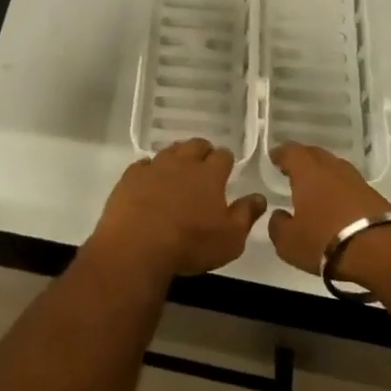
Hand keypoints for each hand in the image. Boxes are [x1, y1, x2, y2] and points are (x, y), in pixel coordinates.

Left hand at [87, 139, 266, 282]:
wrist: (138, 245)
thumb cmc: (190, 244)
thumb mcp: (230, 239)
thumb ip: (246, 215)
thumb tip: (259, 197)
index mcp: (209, 174)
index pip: (223, 155)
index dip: (226, 160)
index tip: (227, 168)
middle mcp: (183, 162)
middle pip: (196, 145)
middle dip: (203, 151)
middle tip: (204, 165)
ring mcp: (155, 166)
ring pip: (170, 150)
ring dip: (177, 157)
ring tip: (179, 170)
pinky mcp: (131, 176)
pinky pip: (144, 165)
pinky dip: (150, 170)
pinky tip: (150, 181)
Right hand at [267, 142, 390, 287]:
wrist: (382, 251)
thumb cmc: (326, 241)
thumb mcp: (289, 242)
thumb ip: (278, 226)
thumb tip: (279, 215)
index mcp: (307, 171)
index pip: (290, 152)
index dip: (280, 154)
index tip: (274, 157)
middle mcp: (332, 167)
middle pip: (314, 154)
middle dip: (302, 159)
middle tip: (293, 169)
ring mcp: (356, 180)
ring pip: (334, 168)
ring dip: (324, 174)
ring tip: (316, 187)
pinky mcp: (375, 195)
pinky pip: (350, 185)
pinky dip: (340, 190)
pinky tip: (338, 204)